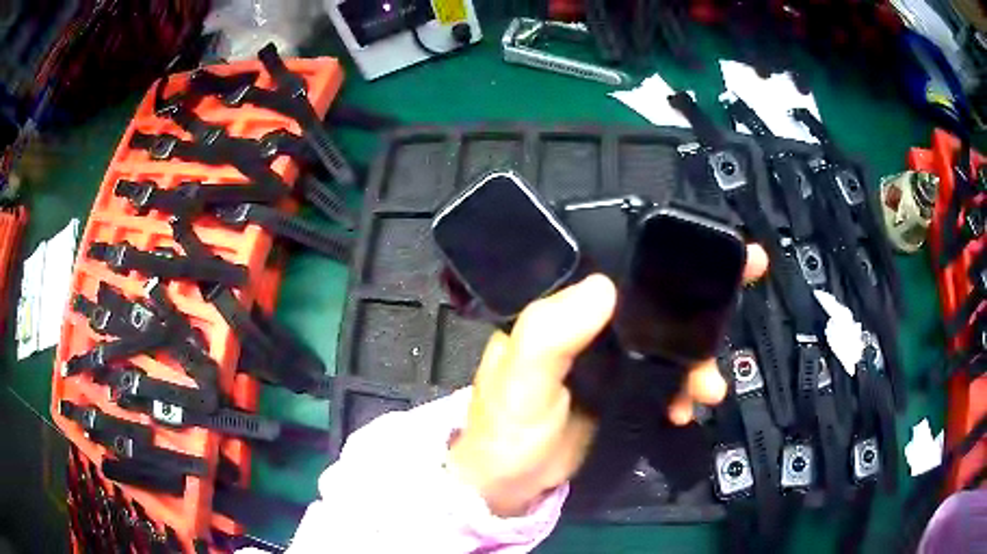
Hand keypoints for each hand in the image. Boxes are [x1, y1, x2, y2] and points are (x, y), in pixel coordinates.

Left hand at [449, 245, 767, 516]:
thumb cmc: (506, 431)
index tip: (709, 246)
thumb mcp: (520, 381)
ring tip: (708, 387)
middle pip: (654, 299)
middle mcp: (589, 323)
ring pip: (669, 339)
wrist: (513, 485)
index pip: (613, 263)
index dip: (659, 255)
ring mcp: (612, 356)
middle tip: (739, 295)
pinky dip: (686, 386)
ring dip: (698, 356)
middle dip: (699, 302)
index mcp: (560, 306)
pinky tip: (688, 405)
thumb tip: (604, 287)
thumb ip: (549, 335)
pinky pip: (668, 375)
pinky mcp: (626, 388)